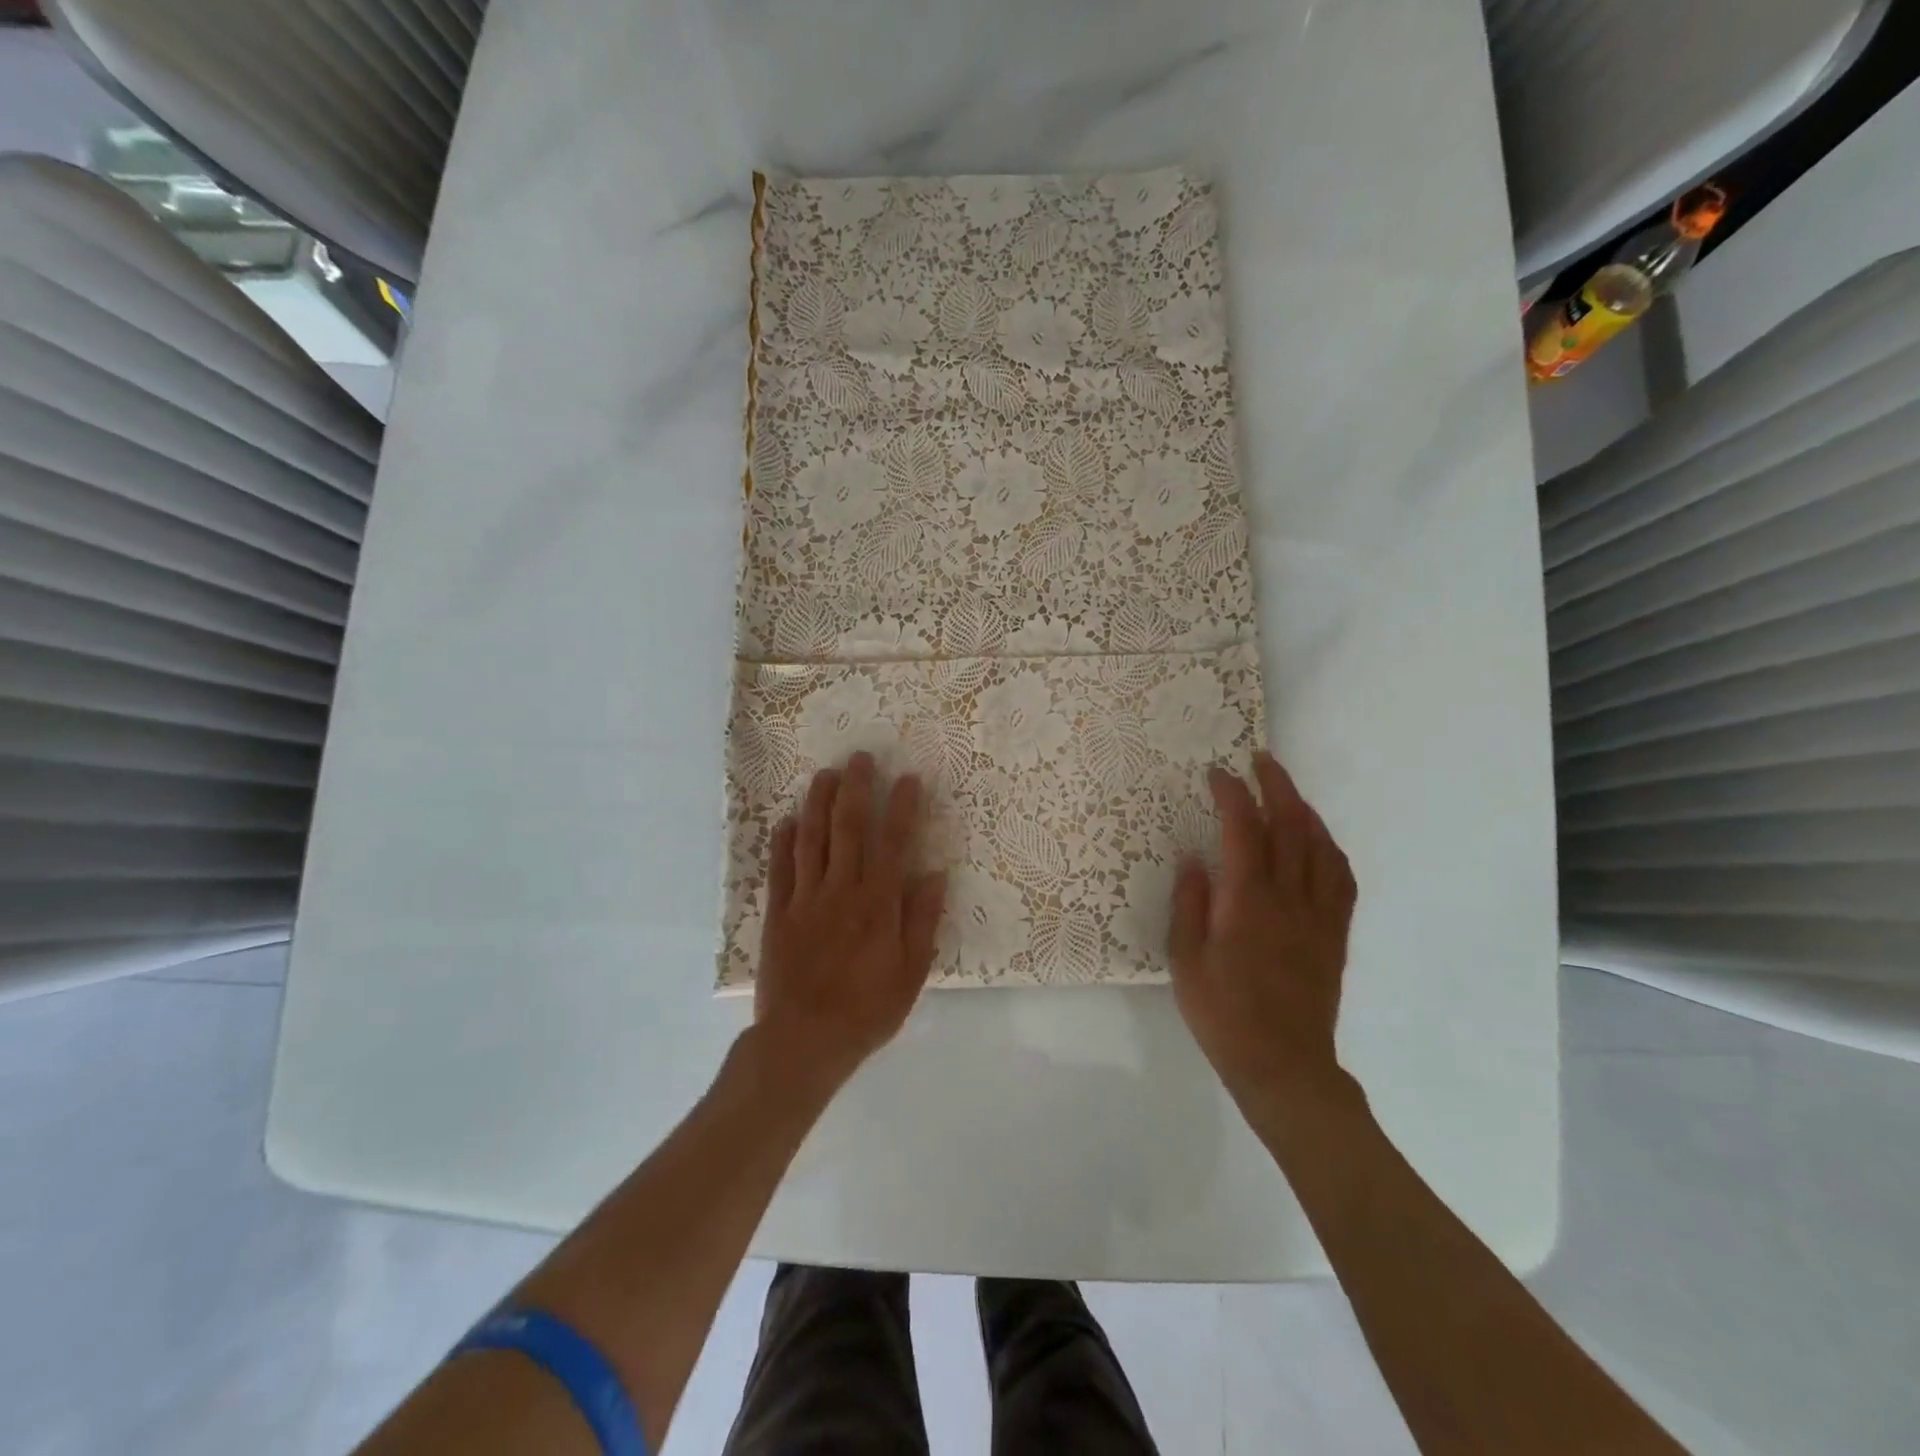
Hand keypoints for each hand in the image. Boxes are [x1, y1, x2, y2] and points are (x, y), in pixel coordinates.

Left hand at [753, 752, 946, 1091]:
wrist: (804, 1041)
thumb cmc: (866, 1010)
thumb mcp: (911, 973)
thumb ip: (922, 921)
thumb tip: (935, 874)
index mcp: (877, 904)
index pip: (893, 843)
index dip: (901, 808)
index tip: (908, 779)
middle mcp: (841, 891)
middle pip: (848, 829)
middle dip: (855, 790)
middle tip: (860, 758)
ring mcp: (805, 899)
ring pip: (811, 839)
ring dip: (818, 803)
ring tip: (824, 774)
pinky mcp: (778, 913)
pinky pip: (780, 869)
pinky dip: (783, 841)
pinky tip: (788, 820)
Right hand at [1168, 752, 1357, 1115]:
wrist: (1283, 1065)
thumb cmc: (1224, 1013)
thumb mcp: (1186, 960)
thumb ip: (1190, 904)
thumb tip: (1194, 859)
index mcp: (1248, 901)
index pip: (1243, 830)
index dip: (1232, 795)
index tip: (1217, 774)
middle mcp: (1288, 898)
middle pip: (1290, 826)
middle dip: (1276, 786)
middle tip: (1261, 761)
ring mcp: (1317, 915)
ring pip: (1319, 846)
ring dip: (1304, 810)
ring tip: (1288, 792)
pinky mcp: (1333, 934)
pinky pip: (1340, 879)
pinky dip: (1329, 848)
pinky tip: (1319, 842)